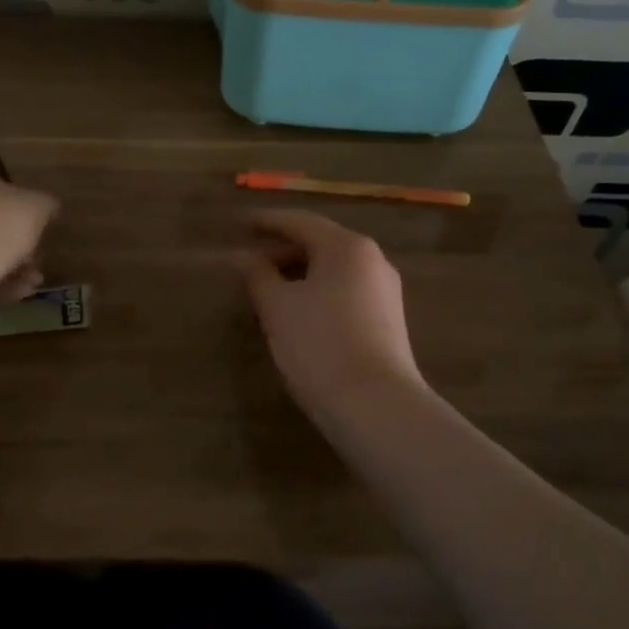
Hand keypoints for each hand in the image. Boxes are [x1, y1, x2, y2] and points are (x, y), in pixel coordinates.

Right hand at [239, 209, 425, 419]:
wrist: (376, 407)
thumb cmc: (320, 345)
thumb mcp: (278, 308)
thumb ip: (258, 276)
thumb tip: (244, 257)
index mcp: (347, 247)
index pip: (301, 222)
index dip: (267, 222)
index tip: (241, 224)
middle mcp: (372, 261)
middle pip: (320, 245)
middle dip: (282, 252)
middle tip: (249, 265)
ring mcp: (384, 292)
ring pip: (333, 272)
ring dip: (298, 277)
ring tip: (266, 294)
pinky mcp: (387, 322)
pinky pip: (345, 294)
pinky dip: (317, 295)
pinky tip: (296, 316)